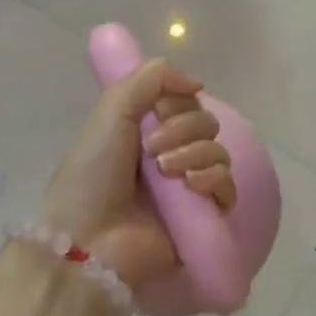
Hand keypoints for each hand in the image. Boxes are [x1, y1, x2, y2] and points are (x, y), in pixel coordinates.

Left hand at [41, 59, 234, 287]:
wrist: (88, 238)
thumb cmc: (93, 172)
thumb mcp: (113, 108)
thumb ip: (153, 77)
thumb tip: (197, 84)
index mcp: (147, 129)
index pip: (187, 101)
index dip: (178, 101)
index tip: (157, 111)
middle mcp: (170, 154)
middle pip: (206, 123)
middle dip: (182, 129)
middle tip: (153, 150)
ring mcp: (187, 187)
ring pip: (218, 152)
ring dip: (194, 153)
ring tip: (167, 172)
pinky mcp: (202, 217)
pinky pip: (228, 187)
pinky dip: (214, 179)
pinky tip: (192, 185)